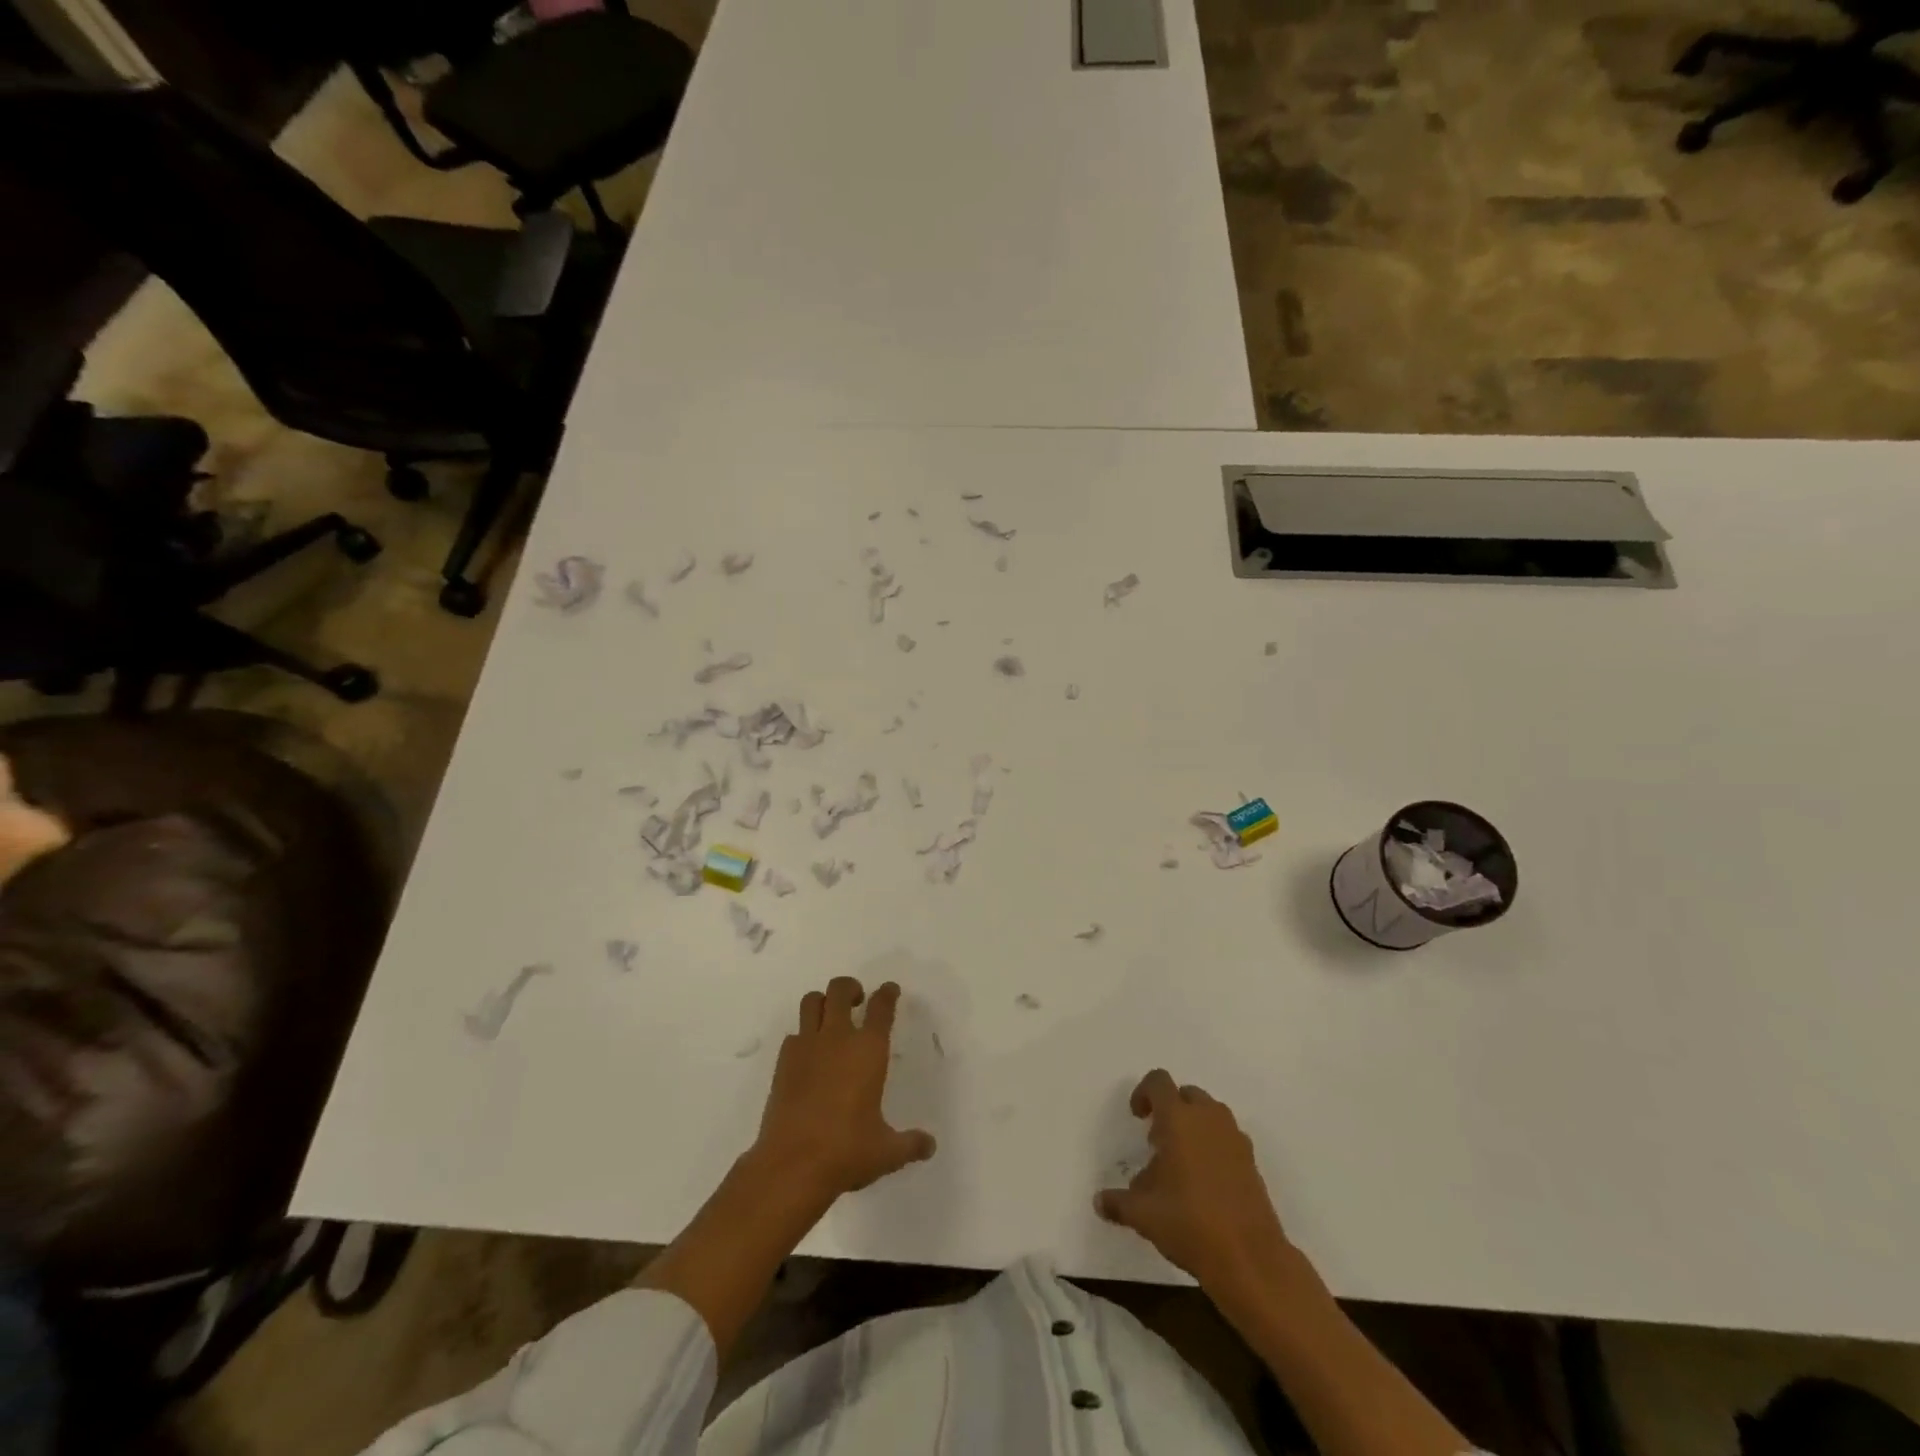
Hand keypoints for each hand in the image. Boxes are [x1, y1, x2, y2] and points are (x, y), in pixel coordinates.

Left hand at [753, 977, 935, 1199]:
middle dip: (851, 988)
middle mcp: (837, 1038)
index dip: (887, 994)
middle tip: (858, 1000)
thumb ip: (910, 1144)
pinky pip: (794, 1034)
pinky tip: (810, 1055)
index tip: (890, 990)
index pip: (881, 1007)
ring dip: (823, 1001)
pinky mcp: (782, 1063)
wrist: (791, 1166)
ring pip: (811, 1002)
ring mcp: (806, 1047)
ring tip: (831, 1017)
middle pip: (840, 990)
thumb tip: (930, 1145)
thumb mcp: (886, 1152)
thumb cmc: (846, 1151)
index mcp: (868, 1050)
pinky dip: (803, 1035)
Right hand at [1095, 1070, 1291, 1288]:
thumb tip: (1100, 1201)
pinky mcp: (1252, 1162)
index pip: (1158, 1082)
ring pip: (1211, 1115)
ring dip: (1194, 1126)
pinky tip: (1205, 1183)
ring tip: (1181, 1163)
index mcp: (1178, 1118)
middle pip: (1187, 1094)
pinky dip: (1214, 1147)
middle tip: (1158, 1142)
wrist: (1250, 1258)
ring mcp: (1235, 1139)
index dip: (1143, 1093)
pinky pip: (1227, 1138)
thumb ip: (1118, 1202)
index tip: (1138, 1118)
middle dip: (1171, 1110)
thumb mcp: (1143, 1214)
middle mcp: (1208, 1119)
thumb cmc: (1189, 1222)